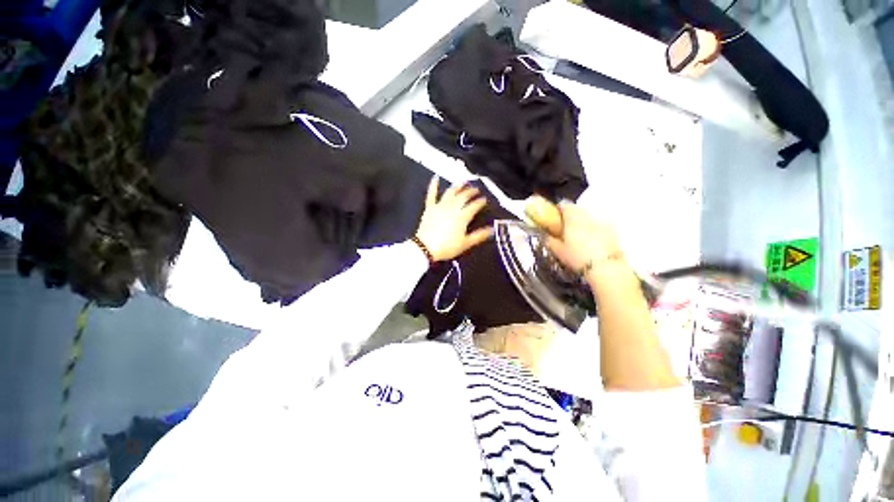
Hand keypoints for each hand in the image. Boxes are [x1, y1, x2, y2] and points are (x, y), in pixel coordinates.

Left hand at [415, 177, 491, 261]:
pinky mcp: (430, 208)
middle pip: (463, 196)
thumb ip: (479, 235)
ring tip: (463, 181)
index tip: (484, 199)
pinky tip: (435, 177)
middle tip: (476, 189)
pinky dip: (433, 185)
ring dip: (457, 186)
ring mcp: (440, 206)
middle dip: (471, 192)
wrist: (426, 248)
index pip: (474, 206)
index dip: (480, 202)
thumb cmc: (447, 247)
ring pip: (450, 192)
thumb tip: (492, 230)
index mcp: (462, 216)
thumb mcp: (465, 243)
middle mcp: (452, 208)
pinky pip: (431, 194)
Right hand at [545, 201, 622, 273]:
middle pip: (579, 210)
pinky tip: (593, 243)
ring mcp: (603, 222)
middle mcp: (588, 216)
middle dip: (572, 217)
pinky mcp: (613, 232)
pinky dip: (595, 231)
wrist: (606, 268)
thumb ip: (551, 241)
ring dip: (584, 224)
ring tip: (580, 238)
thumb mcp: (558, 251)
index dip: (559, 211)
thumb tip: (547, 236)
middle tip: (566, 229)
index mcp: (573, 218)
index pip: (565, 206)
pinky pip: (600, 226)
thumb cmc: (578, 257)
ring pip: (590, 218)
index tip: (555, 218)